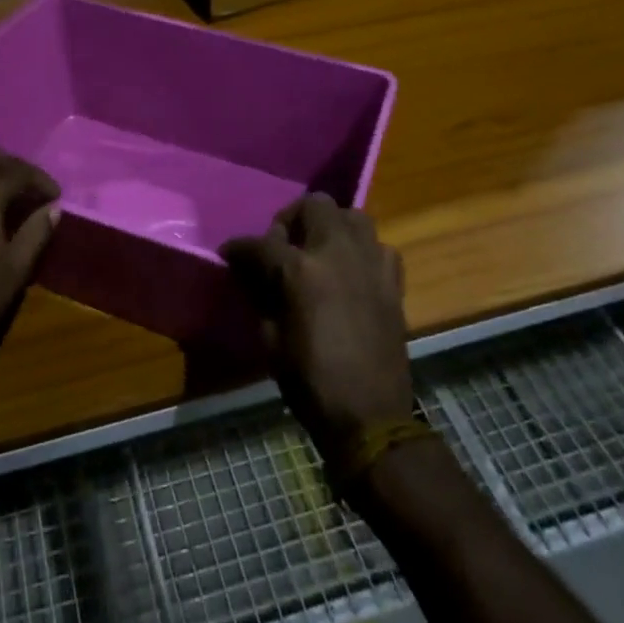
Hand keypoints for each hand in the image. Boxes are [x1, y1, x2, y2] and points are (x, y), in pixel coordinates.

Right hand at [222, 194, 413, 452]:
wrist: (370, 417)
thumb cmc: (311, 382)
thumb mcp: (271, 339)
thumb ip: (262, 294)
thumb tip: (252, 273)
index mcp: (300, 271)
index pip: (261, 243)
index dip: (239, 248)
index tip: (230, 253)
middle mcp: (336, 253)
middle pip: (313, 205)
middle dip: (291, 219)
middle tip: (282, 246)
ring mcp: (370, 263)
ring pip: (352, 215)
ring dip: (331, 226)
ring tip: (319, 251)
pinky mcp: (393, 281)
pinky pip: (378, 246)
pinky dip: (362, 250)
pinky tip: (352, 272)